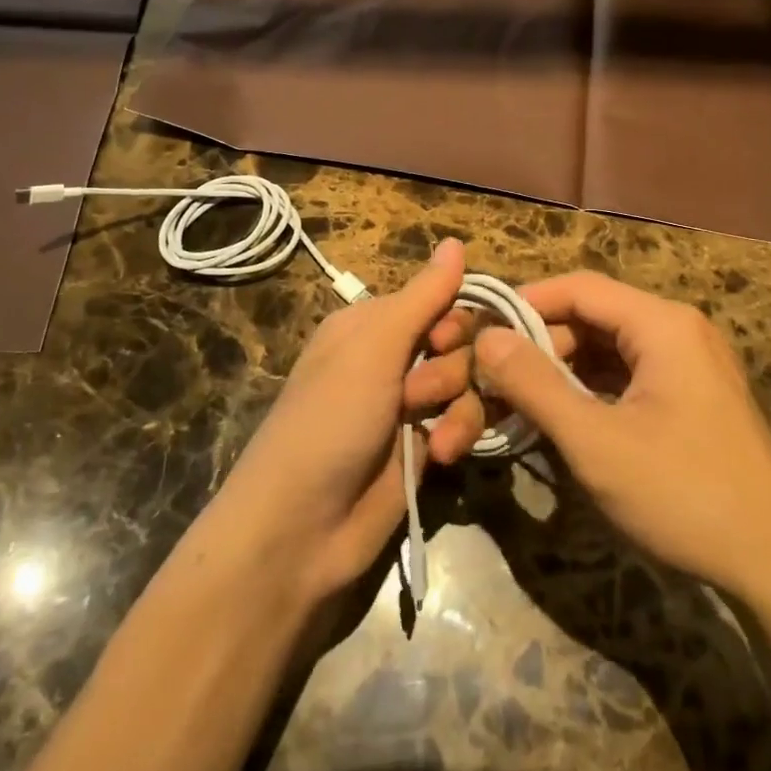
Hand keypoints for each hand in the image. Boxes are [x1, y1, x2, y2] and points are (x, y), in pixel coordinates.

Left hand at [198, 238, 485, 603]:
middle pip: (462, 342)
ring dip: (460, 406)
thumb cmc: (330, 420)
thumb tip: (456, 241)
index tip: (448, 339)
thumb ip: (423, 297)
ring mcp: (410, 406)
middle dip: (454, 367)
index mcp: (372, 325)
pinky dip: (457, 436)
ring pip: (470, 384)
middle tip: (421, 392)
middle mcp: (392, 359)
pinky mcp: (425, 448)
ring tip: (433, 437)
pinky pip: (464, 423)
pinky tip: (440, 456)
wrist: (301, 529)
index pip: (439, 299)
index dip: (456, 318)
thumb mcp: (373, 349)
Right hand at [424, 271, 770, 601]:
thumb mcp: (595, 441)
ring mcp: (690, 363)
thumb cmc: (683, 495)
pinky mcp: (691, 394)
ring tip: (515, 400)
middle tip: (492, 377)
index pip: (578, 288)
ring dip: (561, 369)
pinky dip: (589, 389)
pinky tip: (560, 416)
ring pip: (608, 347)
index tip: (479, 329)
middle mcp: (679, 330)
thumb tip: (486, 337)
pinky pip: (628, 374)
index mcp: (663, 324)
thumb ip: (535, 384)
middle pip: (593, 316)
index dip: (525, 302)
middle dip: (539, 343)